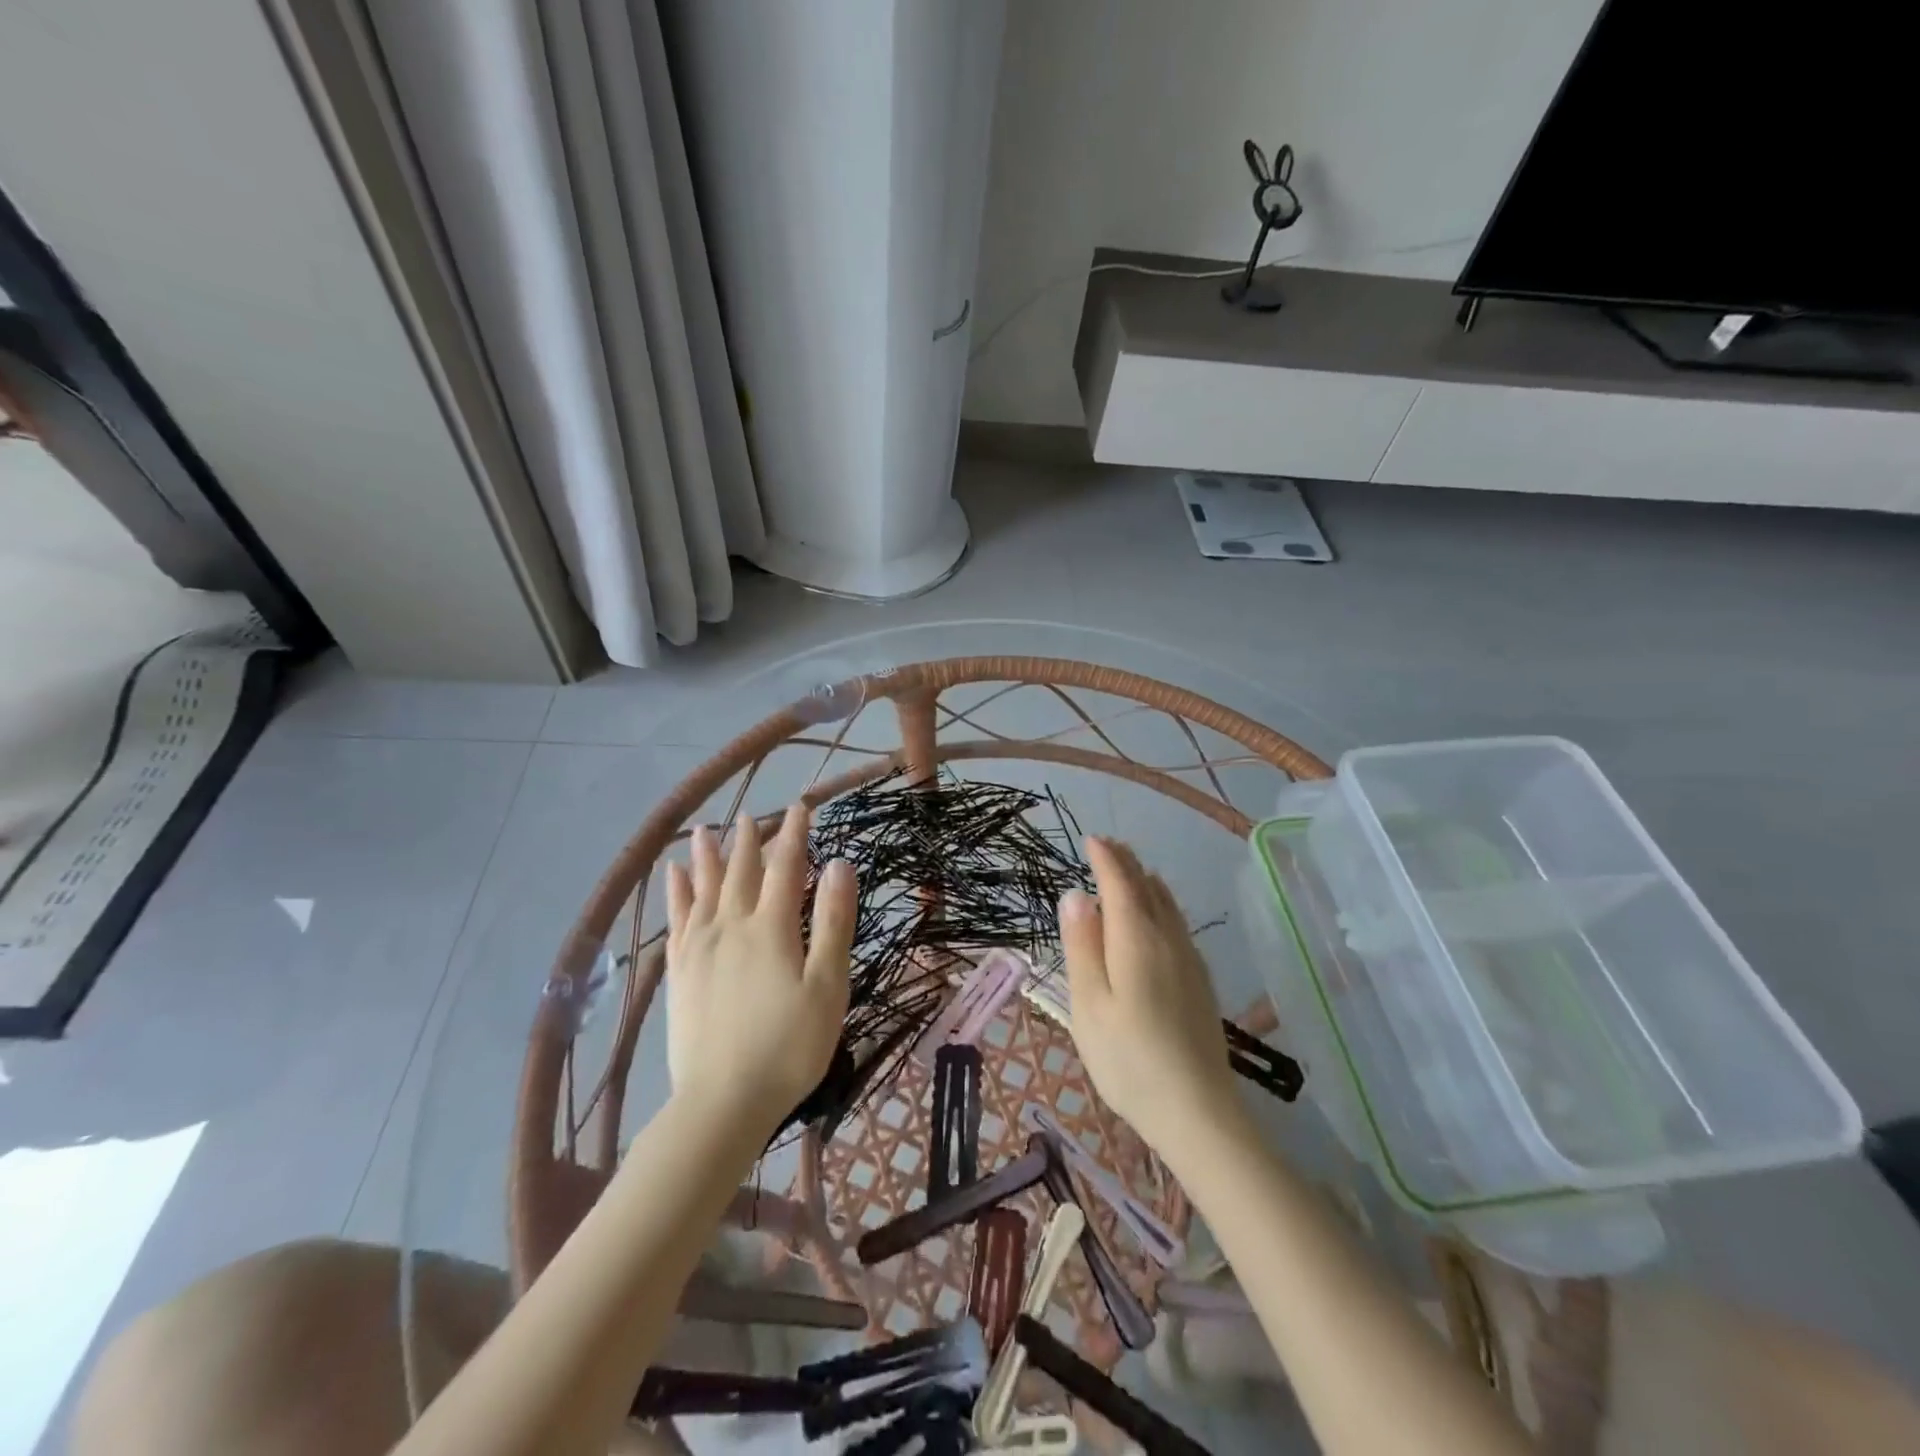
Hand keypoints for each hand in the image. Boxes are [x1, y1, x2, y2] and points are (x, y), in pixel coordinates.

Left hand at [664, 806, 855, 1132]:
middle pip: (742, 872)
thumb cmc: (789, 1046)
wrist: (722, 1102)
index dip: (794, 835)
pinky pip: (677, 918)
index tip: (800, 807)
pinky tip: (673, 878)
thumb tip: (839, 864)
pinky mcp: (680, 971)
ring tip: (704, 831)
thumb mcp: (827, 985)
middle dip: (750, 841)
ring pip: (704, 888)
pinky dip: (676, 892)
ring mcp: (700, 947)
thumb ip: (833, 922)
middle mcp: (732, 925)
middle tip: (753, 815)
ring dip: (707, 857)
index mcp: (772, 928)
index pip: (786, 867)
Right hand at [1059, 837, 1242, 1153]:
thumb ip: (1082, 946)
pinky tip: (1155, 916)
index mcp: (1137, 939)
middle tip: (1108, 847)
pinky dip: (1159, 904)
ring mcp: (1189, 959)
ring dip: (1145, 881)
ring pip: (1167, 904)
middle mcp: (1168, 939)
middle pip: (1147, 887)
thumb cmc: (1129, 1058)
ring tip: (1130, 871)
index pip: (1120, 883)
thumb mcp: (1089, 1004)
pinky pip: (1177, 923)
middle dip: (1126, 863)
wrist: (1197, 1111)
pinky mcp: (1200, 981)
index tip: (1092, 839)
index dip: (1106, 859)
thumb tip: (1077, 895)